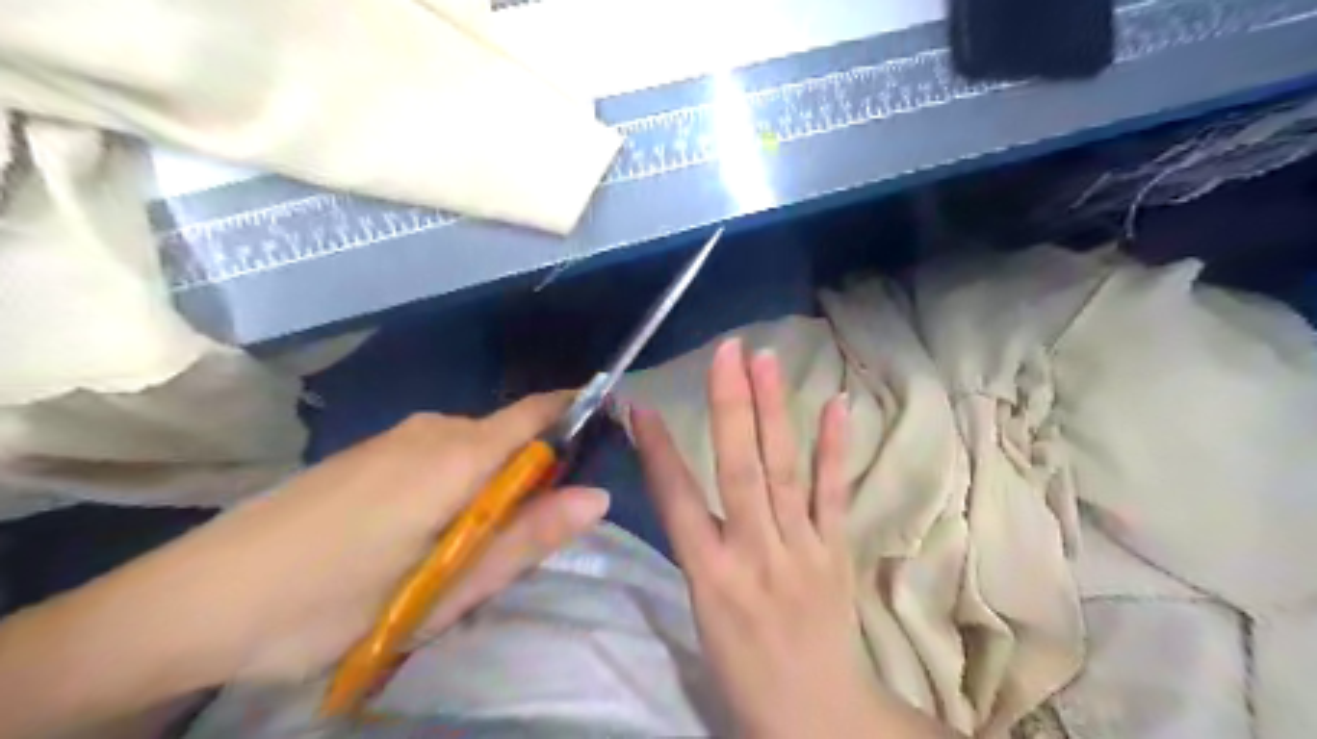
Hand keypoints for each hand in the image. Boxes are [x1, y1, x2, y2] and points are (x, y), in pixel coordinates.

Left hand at [96, 399, 606, 686]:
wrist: (194, 601)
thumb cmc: (330, 602)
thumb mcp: (443, 588)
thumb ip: (526, 539)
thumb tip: (600, 496)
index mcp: (459, 454)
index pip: (541, 411)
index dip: (582, 414)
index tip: (611, 439)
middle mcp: (434, 429)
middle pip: (513, 434)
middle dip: (538, 473)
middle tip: (529, 541)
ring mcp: (397, 437)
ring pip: (477, 448)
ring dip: (495, 487)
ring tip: (474, 551)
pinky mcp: (372, 452)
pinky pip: (442, 455)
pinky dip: (461, 484)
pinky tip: (430, 536)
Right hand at [632, 338, 952, 738]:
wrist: (816, 715)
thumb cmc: (742, 670)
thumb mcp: (701, 611)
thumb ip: (696, 548)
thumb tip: (681, 489)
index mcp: (711, 577)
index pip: (677, 501)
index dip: (659, 450)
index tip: (642, 405)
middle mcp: (756, 554)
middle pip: (740, 471)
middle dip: (730, 407)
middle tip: (728, 352)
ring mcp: (803, 549)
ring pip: (785, 471)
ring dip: (775, 411)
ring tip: (767, 361)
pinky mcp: (837, 550)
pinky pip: (835, 493)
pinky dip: (835, 448)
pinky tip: (837, 405)